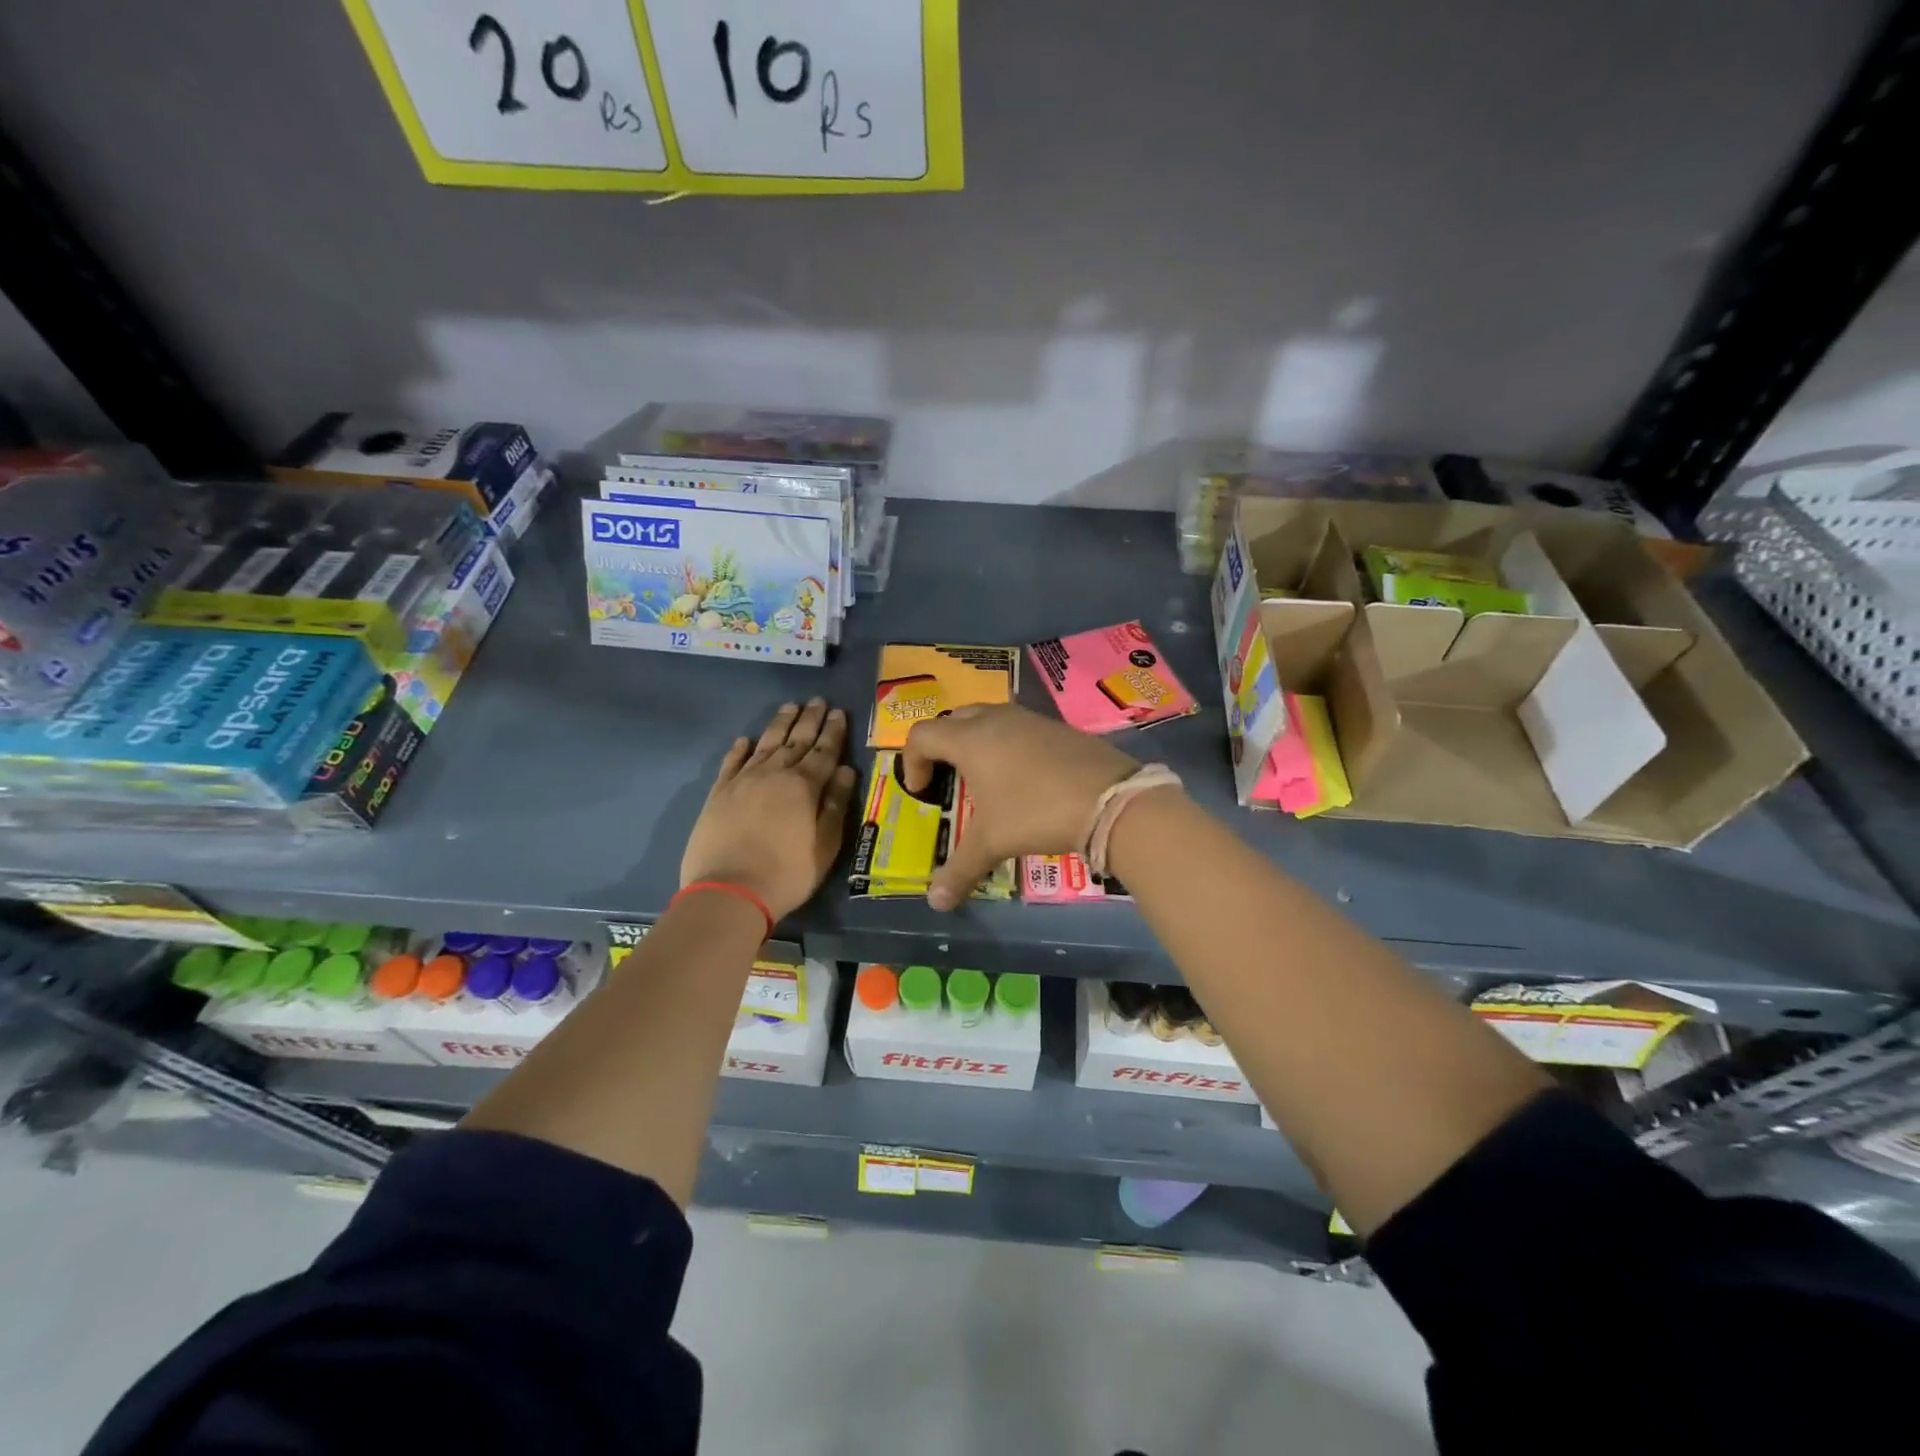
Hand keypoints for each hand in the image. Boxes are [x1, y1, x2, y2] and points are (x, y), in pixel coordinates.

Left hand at [682, 699, 858, 920]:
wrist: (728, 891)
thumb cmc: (787, 873)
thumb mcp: (825, 845)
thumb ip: (835, 804)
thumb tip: (847, 771)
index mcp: (804, 786)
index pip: (824, 751)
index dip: (833, 732)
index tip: (839, 713)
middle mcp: (774, 774)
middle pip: (796, 740)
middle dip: (809, 719)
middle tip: (817, 700)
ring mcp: (743, 781)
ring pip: (765, 744)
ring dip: (779, 724)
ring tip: (789, 707)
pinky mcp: (719, 794)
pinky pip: (732, 763)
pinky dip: (740, 749)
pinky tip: (746, 739)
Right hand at [902, 703, 1142, 909]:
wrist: (1110, 799)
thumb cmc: (1036, 813)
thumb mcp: (993, 842)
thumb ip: (959, 870)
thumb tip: (935, 903)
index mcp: (970, 739)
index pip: (922, 735)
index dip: (912, 762)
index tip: (922, 792)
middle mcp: (996, 720)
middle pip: (954, 720)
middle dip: (943, 746)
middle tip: (949, 779)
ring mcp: (1030, 719)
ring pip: (990, 719)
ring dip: (978, 743)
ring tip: (986, 780)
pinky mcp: (1058, 727)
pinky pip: (1020, 728)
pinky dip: (1009, 746)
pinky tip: (1025, 780)